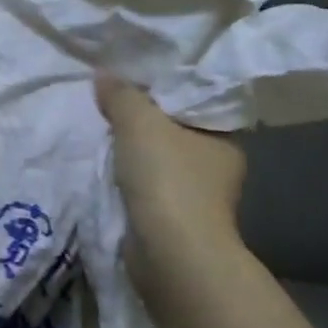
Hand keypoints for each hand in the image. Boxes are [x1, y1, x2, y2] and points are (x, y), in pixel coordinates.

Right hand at [95, 73, 246, 257]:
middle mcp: (218, 167)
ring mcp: (198, 198)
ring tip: (102, 132)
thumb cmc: (168, 179)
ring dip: (136, 153)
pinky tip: (107, 169)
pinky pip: (148, 187)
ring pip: (161, 161)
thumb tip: (104, 73)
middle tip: (110, 101)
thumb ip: (121, 95)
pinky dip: (130, 179)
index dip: (164, 89)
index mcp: (225, 138)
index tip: (133, 79)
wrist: (170, 254)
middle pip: (175, 132)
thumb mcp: (139, 123)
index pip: (194, 103)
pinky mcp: (175, 221)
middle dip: (145, 121)